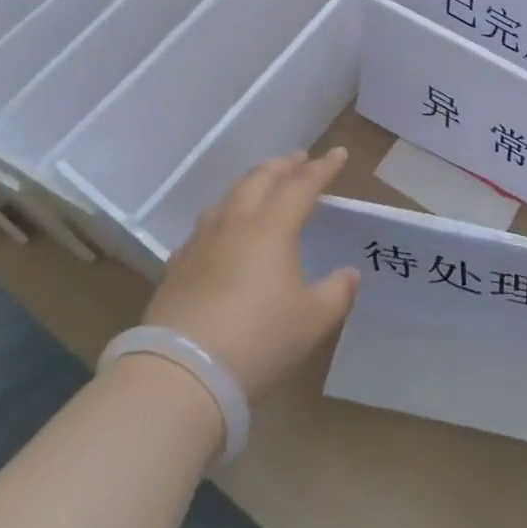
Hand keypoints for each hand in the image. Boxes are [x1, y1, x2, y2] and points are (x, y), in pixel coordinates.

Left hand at [144, 149, 358, 403]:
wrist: (182, 373)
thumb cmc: (259, 339)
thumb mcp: (312, 320)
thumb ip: (336, 292)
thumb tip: (349, 274)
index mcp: (271, 228)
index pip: (301, 186)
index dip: (323, 168)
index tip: (339, 154)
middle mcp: (234, 224)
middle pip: (259, 180)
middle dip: (282, 166)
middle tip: (299, 159)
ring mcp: (200, 244)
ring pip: (227, 198)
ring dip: (250, 184)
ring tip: (260, 186)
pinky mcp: (177, 267)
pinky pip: (204, 228)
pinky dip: (222, 216)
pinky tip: (220, 231)